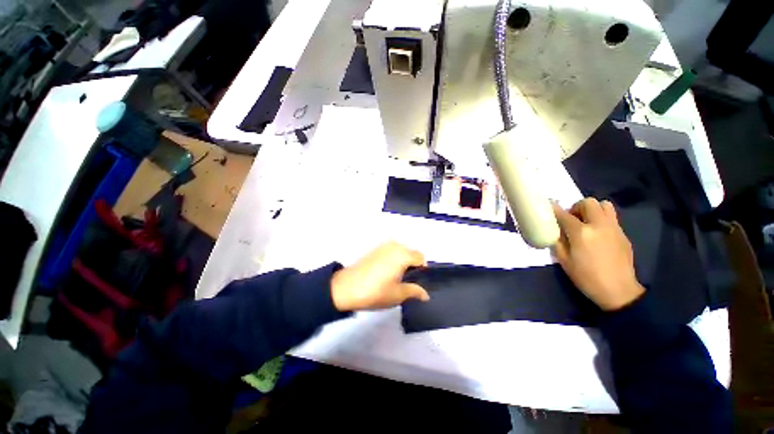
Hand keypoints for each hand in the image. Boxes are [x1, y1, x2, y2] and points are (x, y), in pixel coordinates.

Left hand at [330, 242, 429, 311]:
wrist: (345, 288)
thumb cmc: (374, 292)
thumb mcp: (398, 295)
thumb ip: (415, 291)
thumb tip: (425, 294)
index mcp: (402, 254)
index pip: (421, 258)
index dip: (421, 270)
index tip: (415, 282)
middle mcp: (394, 245)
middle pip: (411, 253)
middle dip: (412, 266)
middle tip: (405, 282)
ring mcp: (383, 246)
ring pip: (401, 252)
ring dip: (402, 262)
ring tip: (394, 278)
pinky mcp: (374, 249)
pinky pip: (391, 252)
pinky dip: (393, 260)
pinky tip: (384, 273)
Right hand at [552, 198, 644, 310]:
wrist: (618, 290)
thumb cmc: (586, 277)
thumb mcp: (564, 260)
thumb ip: (558, 241)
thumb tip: (555, 230)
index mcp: (581, 233)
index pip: (564, 214)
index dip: (554, 209)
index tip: (549, 207)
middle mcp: (599, 225)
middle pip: (588, 202)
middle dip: (576, 207)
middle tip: (571, 219)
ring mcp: (614, 228)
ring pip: (604, 205)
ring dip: (592, 209)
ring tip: (586, 222)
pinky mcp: (623, 234)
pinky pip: (611, 217)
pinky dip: (601, 219)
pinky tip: (597, 234)